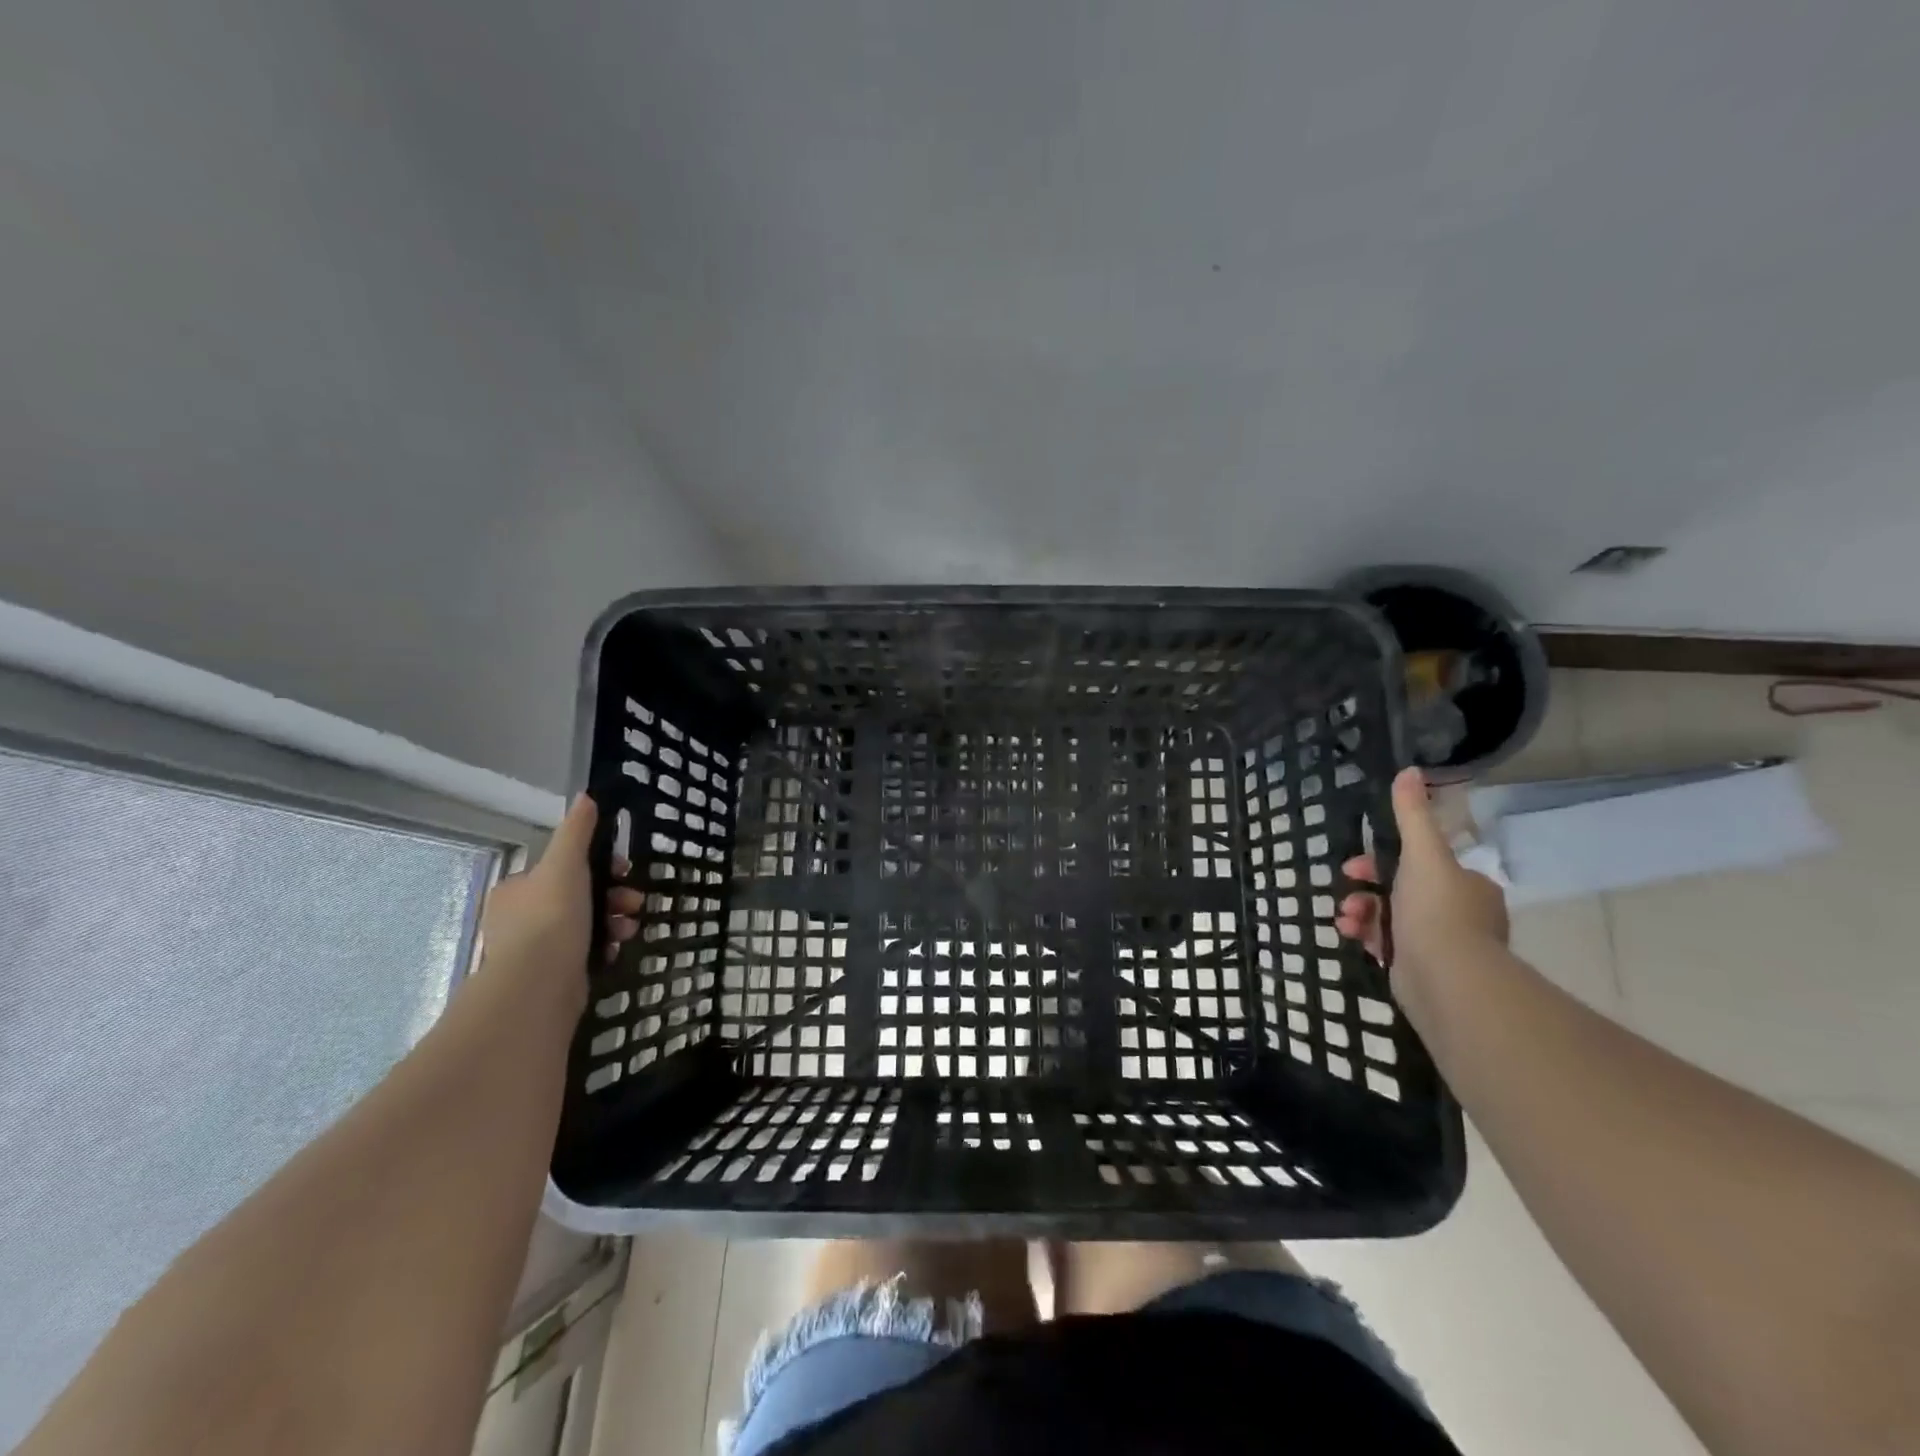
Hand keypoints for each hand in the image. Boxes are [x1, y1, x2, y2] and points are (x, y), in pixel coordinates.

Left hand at [476, 796, 642, 1009]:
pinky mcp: (550, 976)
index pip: (562, 868)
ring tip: (630, 929)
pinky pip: (584, 952)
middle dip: (613, 896)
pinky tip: (614, 950)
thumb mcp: (566, 864)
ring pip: (585, 924)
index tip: (624, 870)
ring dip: (614, 921)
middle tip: (635, 902)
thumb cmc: (552, 916)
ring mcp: (533, 950)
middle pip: (578, 896)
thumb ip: (577, 831)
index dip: (598, 865)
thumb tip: (587, 796)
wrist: (539, 984)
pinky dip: (603, 947)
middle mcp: (518, 918)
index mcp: (517, 889)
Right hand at [1334, 766, 1508, 1010]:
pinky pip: (1387, 944)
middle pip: (1401, 890)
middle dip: (1367, 888)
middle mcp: (1460, 913)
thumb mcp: (1423, 854)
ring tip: (1345, 918)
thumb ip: (1412, 815)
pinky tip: (1351, 935)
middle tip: (1348, 890)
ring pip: (1390, 917)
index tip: (1356, 866)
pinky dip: (1366, 936)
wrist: (1447, 979)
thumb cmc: (1436, 911)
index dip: (1383, 859)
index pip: (1421, 863)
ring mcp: (1442, 945)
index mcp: (1467, 885)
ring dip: (1361, 912)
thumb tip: (1409, 770)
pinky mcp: (1422, 969)